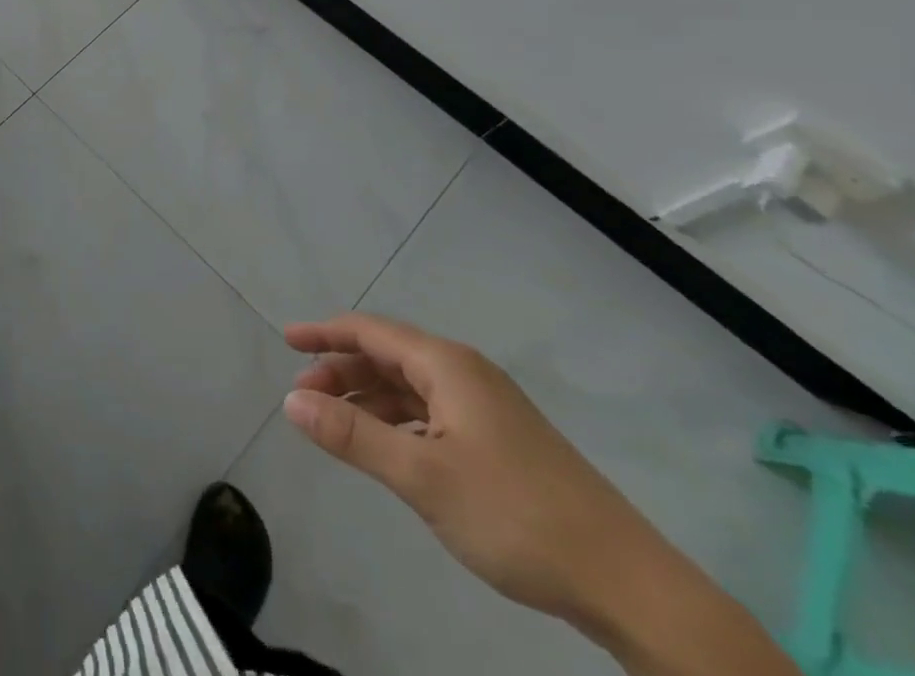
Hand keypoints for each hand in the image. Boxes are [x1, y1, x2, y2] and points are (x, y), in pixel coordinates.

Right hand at [281, 315, 794, 675]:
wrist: (629, 584)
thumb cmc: (516, 515)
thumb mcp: (422, 475)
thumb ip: (351, 434)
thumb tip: (291, 399)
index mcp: (447, 365)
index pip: (370, 331)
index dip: (324, 333)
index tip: (285, 341)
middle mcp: (466, 373)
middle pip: (388, 355)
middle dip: (343, 369)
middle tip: (304, 395)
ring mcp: (488, 407)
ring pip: (411, 386)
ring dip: (369, 397)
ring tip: (335, 422)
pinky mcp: (502, 440)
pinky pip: (433, 412)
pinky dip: (398, 420)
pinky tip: (388, 447)